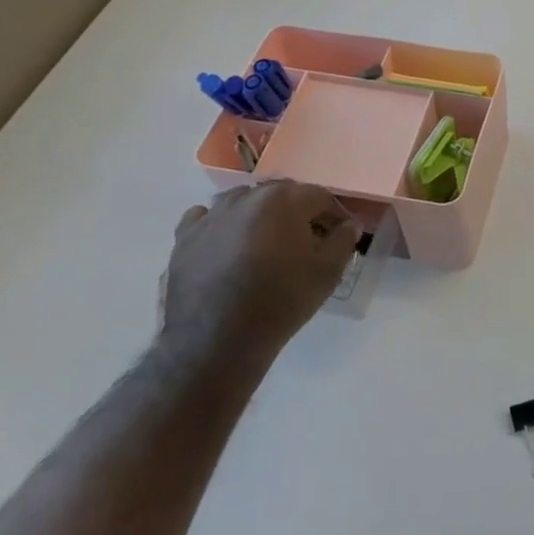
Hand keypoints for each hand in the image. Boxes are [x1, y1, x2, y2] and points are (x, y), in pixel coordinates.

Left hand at [162, 180, 357, 356]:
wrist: (217, 340)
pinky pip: (206, 218)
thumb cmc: (281, 302)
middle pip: (281, 194)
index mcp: (284, 200)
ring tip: (265, 244)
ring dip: (259, 215)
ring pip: (243, 201)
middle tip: (305, 240)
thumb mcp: (327, 273)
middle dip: (297, 211)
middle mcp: (246, 197)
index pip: (319, 196)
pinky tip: (227, 245)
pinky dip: (220, 225)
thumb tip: (349, 224)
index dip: (333, 214)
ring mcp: (212, 215)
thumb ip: (344, 240)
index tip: (338, 234)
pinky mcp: (184, 237)